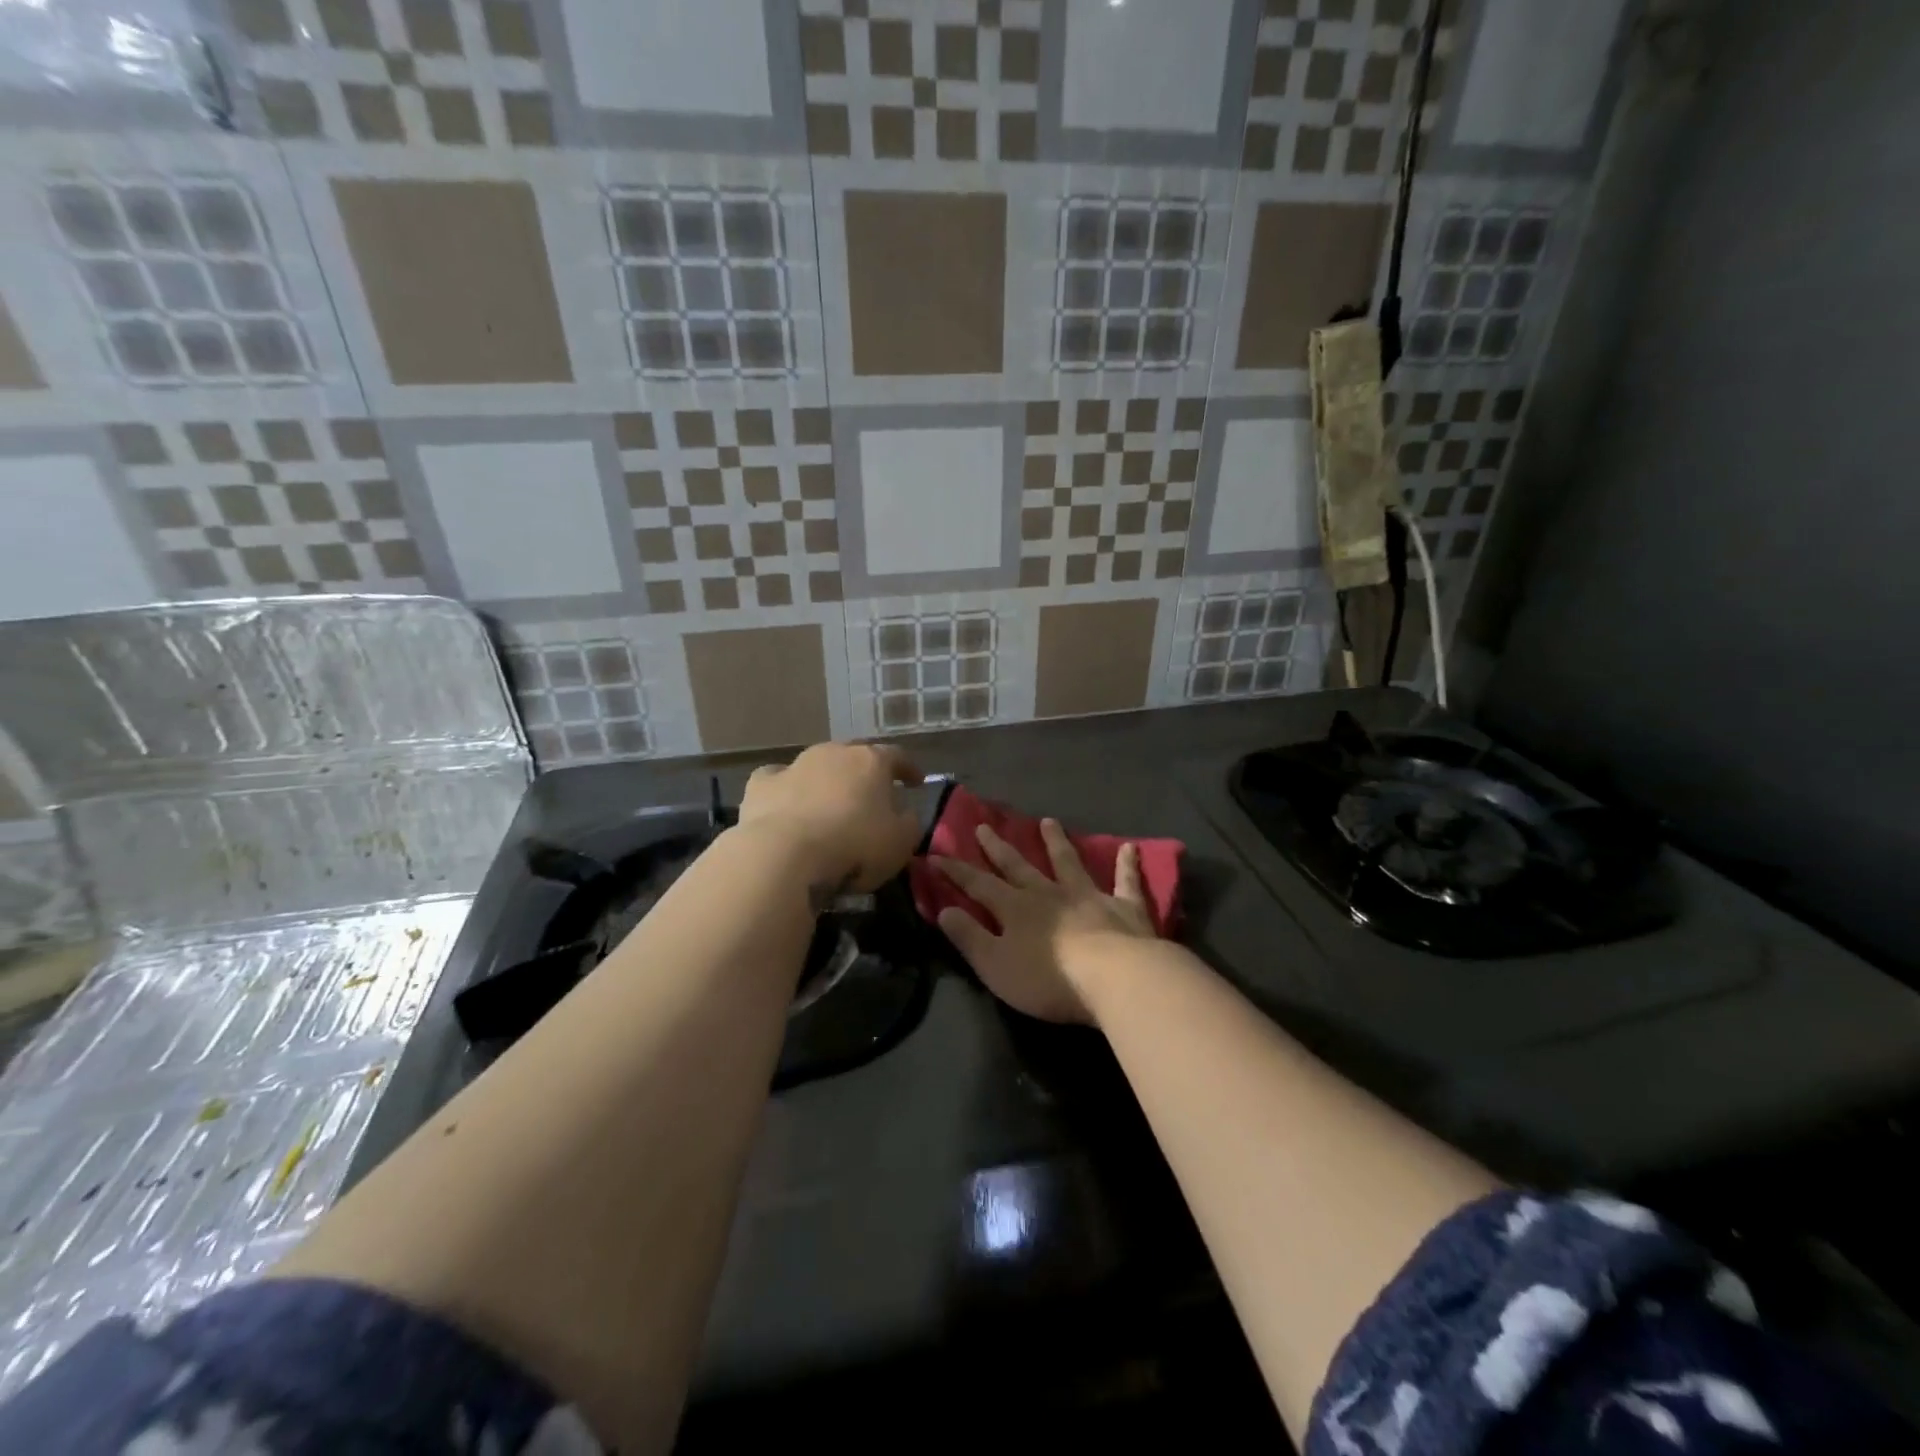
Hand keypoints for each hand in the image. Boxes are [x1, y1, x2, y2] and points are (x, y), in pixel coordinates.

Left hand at [738, 742, 924, 895]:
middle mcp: (833, 753)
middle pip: (854, 756)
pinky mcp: (761, 785)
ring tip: (830, 805)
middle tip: (872, 794)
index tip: (916, 782)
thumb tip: (904, 813)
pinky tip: (787, 805)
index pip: (897, 756)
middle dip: (865, 773)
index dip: (909, 769)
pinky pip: (778, 780)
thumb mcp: (900, 842)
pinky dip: (786, 790)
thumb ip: (909, 823)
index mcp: (871, 761)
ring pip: (816, 765)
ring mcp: (794, 765)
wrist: (785, 855)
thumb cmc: (854, 846)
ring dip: (826, 781)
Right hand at [933, 819, 1156, 1023]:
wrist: (1114, 978)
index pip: (979, 885)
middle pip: (1019, 866)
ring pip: (1068, 863)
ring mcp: (1088, 897)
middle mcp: (1049, 894)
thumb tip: (943, 911)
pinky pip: (1125, 882)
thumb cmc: (1049, 979)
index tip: (936, 855)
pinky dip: (1127, 865)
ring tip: (1048, 822)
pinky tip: (1131, 848)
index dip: (956, 872)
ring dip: (1057, 843)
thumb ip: (969, 937)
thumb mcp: (995, 966)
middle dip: (998, 848)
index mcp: (1016, 909)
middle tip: (984, 826)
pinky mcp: (1124, 908)